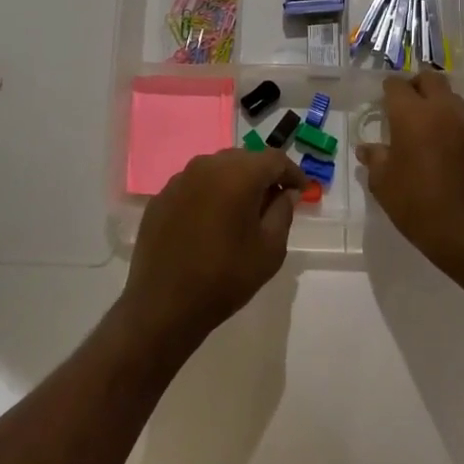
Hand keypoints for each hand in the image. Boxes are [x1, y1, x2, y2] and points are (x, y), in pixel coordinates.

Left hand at [120, 148, 306, 350]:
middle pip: (244, 159)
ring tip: (243, 210)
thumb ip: (283, 211)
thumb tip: (286, 191)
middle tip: (275, 201)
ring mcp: (179, 179)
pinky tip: (211, 221)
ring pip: (217, 169)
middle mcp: (206, 166)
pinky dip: (209, 194)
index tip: (302, 191)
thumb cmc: (226, 277)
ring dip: (234, 182)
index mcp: (237, 174)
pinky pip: (194, 185)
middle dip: (263, 175)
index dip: (292, 173)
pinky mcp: (161, 197)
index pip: (274, 159)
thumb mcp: (270, 248)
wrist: (165, 304)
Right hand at [355, 72, 463, 280]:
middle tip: (403, 104)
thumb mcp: (382, 183)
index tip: (381, 101)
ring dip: (436, 102)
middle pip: (431, 79)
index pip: (397, 85)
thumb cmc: (415, 204)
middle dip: (415, 85)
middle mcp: (441, 112)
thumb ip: (374, 158)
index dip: (387, 90)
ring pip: (451, 97)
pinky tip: (440, 148)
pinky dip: (449, 124)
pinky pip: (462, 122)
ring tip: (423, 124)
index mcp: (412, 115)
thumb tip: (368, 149)